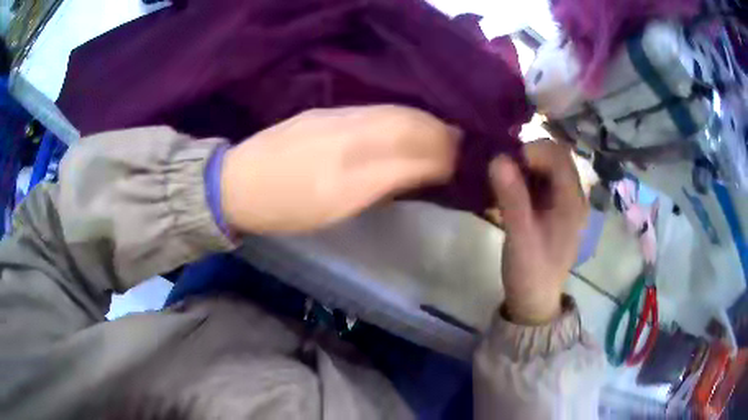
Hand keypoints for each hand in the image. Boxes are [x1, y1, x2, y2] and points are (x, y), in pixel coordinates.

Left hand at [220, 105, 459, 233]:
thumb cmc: (284, 208)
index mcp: (348, 165)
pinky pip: (373, 111)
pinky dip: (400, 118)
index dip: (443, 152)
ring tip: (443, 135)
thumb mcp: (334, 210)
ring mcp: (333, 116)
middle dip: (440, 132)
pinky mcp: (324, 113)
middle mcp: (345, 130)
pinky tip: (406, 126)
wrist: (236, 183)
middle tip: (462, 145)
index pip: (411, 147)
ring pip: (391, 113)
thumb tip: (423, 170)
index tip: (464, 160)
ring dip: (423, 122)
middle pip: (406, 122)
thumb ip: (382, 186)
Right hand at [489, 140, 587, 324]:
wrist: (535, 300)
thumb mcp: (520, 236)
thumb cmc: (531, 271)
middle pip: (555, 157)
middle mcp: (574, 196)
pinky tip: (511, 190)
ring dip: (526, 166)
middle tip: (503, 170)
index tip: (506, 163)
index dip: (532, 151)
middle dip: (528, 157)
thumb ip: (512, 197)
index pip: (558, 156)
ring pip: (548, 167)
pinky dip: (526, 178)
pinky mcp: (556, 208)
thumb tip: (497, 158)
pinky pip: (543, 181)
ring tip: (505, 180)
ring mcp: (566, 202)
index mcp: (573, 201)